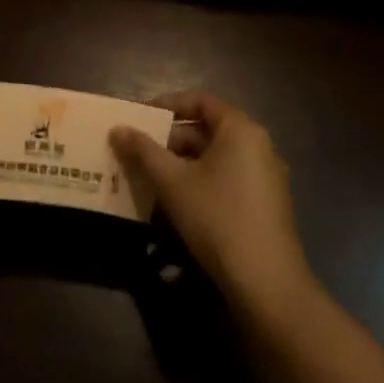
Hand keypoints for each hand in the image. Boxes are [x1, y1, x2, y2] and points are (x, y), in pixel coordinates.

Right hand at [111, 91, 315, 315]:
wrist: (266, 282)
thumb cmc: (217, 218)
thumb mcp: (173, 182)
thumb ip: (143, 151)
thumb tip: (117, 129)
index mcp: (241, 129)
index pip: (201, 100)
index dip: (167, 104)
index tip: (139, 117)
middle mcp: (259, 144)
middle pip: (208, 129)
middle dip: (170, 139)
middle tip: (138, 151)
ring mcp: (266, 175)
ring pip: (216, 156)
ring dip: (183, 162)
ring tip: (150, 177)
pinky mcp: (266, 203)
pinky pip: (228, 177)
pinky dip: (201, 180)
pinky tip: (178, 202)